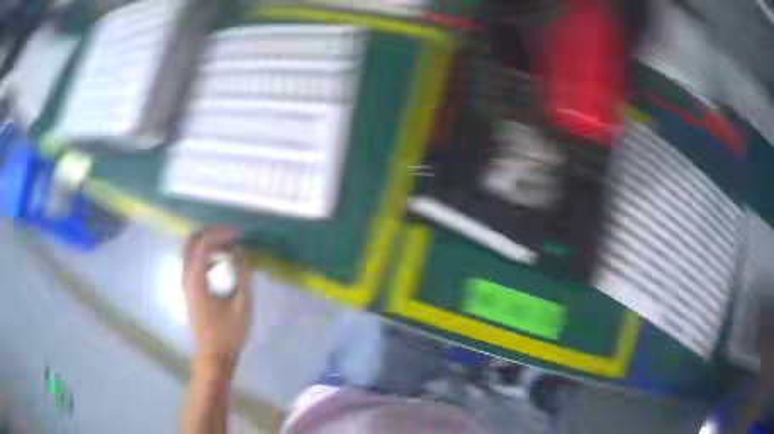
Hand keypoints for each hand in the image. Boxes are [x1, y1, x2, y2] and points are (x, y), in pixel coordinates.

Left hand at [183, 228, 251, 373]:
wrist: (214, 355)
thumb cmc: (229, 332)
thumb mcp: (242, 303)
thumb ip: (242, 273)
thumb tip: (242, 250)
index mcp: (196, 278)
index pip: (203, 242)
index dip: (221, 234)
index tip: (240, 235)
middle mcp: (187, 276)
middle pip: (191, 241)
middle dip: (211, 233)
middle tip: (232, 235)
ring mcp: (186, 282)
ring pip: (191, 250)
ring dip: (209, 243)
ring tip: (230, 246)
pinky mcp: (189, 289)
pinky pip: (194, 261)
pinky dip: (206, 254)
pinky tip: (222, 261)